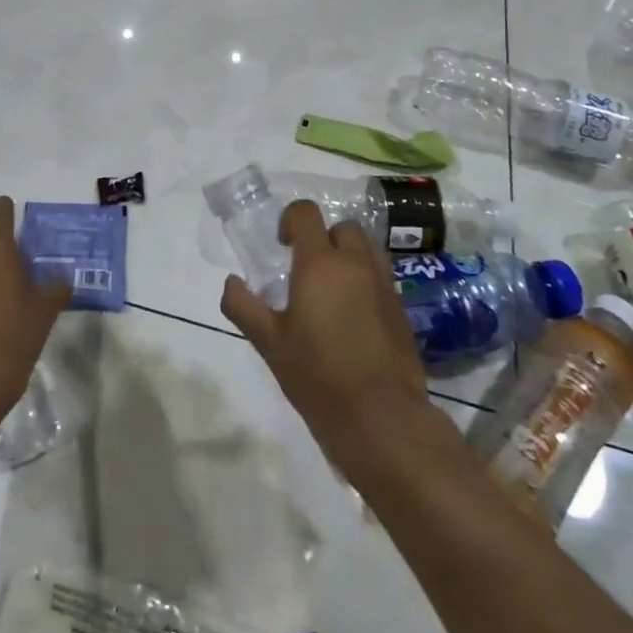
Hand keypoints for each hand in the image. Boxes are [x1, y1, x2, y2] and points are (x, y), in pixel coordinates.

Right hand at [221, 201, 428, 466]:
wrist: (383, 419)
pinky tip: (353, 318)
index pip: (306, 213)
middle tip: (307, 269)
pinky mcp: (402, 310)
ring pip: (368, 249)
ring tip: (332, 290)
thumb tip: (231, 282)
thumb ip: (244, 307)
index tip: (282, 246)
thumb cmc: (318, 377)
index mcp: (320, 264)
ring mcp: (384, 286)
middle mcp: (355, 264)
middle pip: (343, 227)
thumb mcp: (270, 344)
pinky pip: (382, 278)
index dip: (291, 220)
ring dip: (349, 256)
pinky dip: (366, 282)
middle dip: (324, 238)